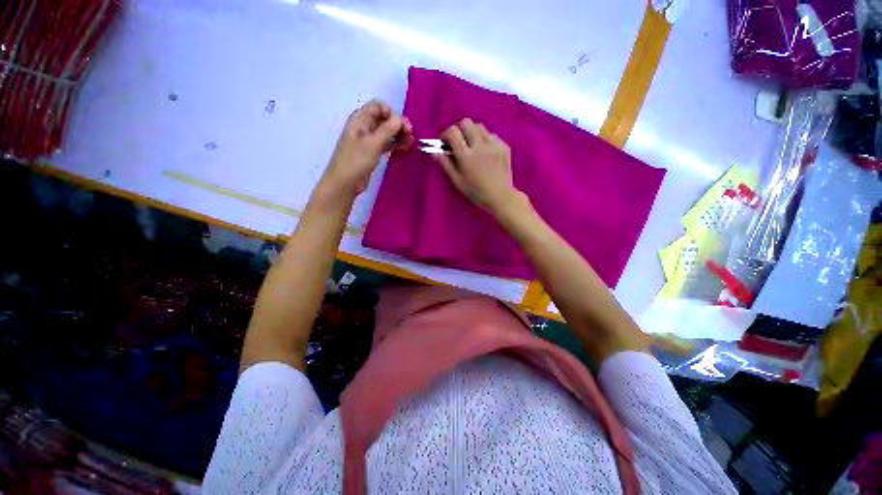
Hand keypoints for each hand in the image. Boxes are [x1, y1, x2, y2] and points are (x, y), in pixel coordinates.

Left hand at [320, 100, 412, 199]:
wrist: (346, 183)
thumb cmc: (357, 161)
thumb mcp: (373, 143)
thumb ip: (387, 129)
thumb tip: (400, 118)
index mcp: (360, 120)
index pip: (378, 107)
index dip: (392, 113)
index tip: (402, 125)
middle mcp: (364, 127)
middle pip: (384, 118)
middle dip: (397, 124)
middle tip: (410, 134)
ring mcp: (368, 140)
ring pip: (386, 132)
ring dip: (398, 134)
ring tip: (411, 141)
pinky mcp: (372, 152)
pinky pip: (386, 143)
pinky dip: (396, 143)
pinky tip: (406, 146)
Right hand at [434, 119, 521, 214]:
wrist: (501, 196)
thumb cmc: (476, 191)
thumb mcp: (457, 181)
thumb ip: (446, 164)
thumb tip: (435, 151)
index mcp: (466, 156)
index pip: (453, 132)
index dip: (446, 134)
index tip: (445, 143)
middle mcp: (480, 146)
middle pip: (466, 123)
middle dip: (459, 130)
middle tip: (459, 143)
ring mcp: (494, 144)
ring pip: (480, 127)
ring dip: (472, 133)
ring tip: (473, 147)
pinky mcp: (504, 146)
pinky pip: (492, 135)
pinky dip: (485, 140)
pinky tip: (486, 153)